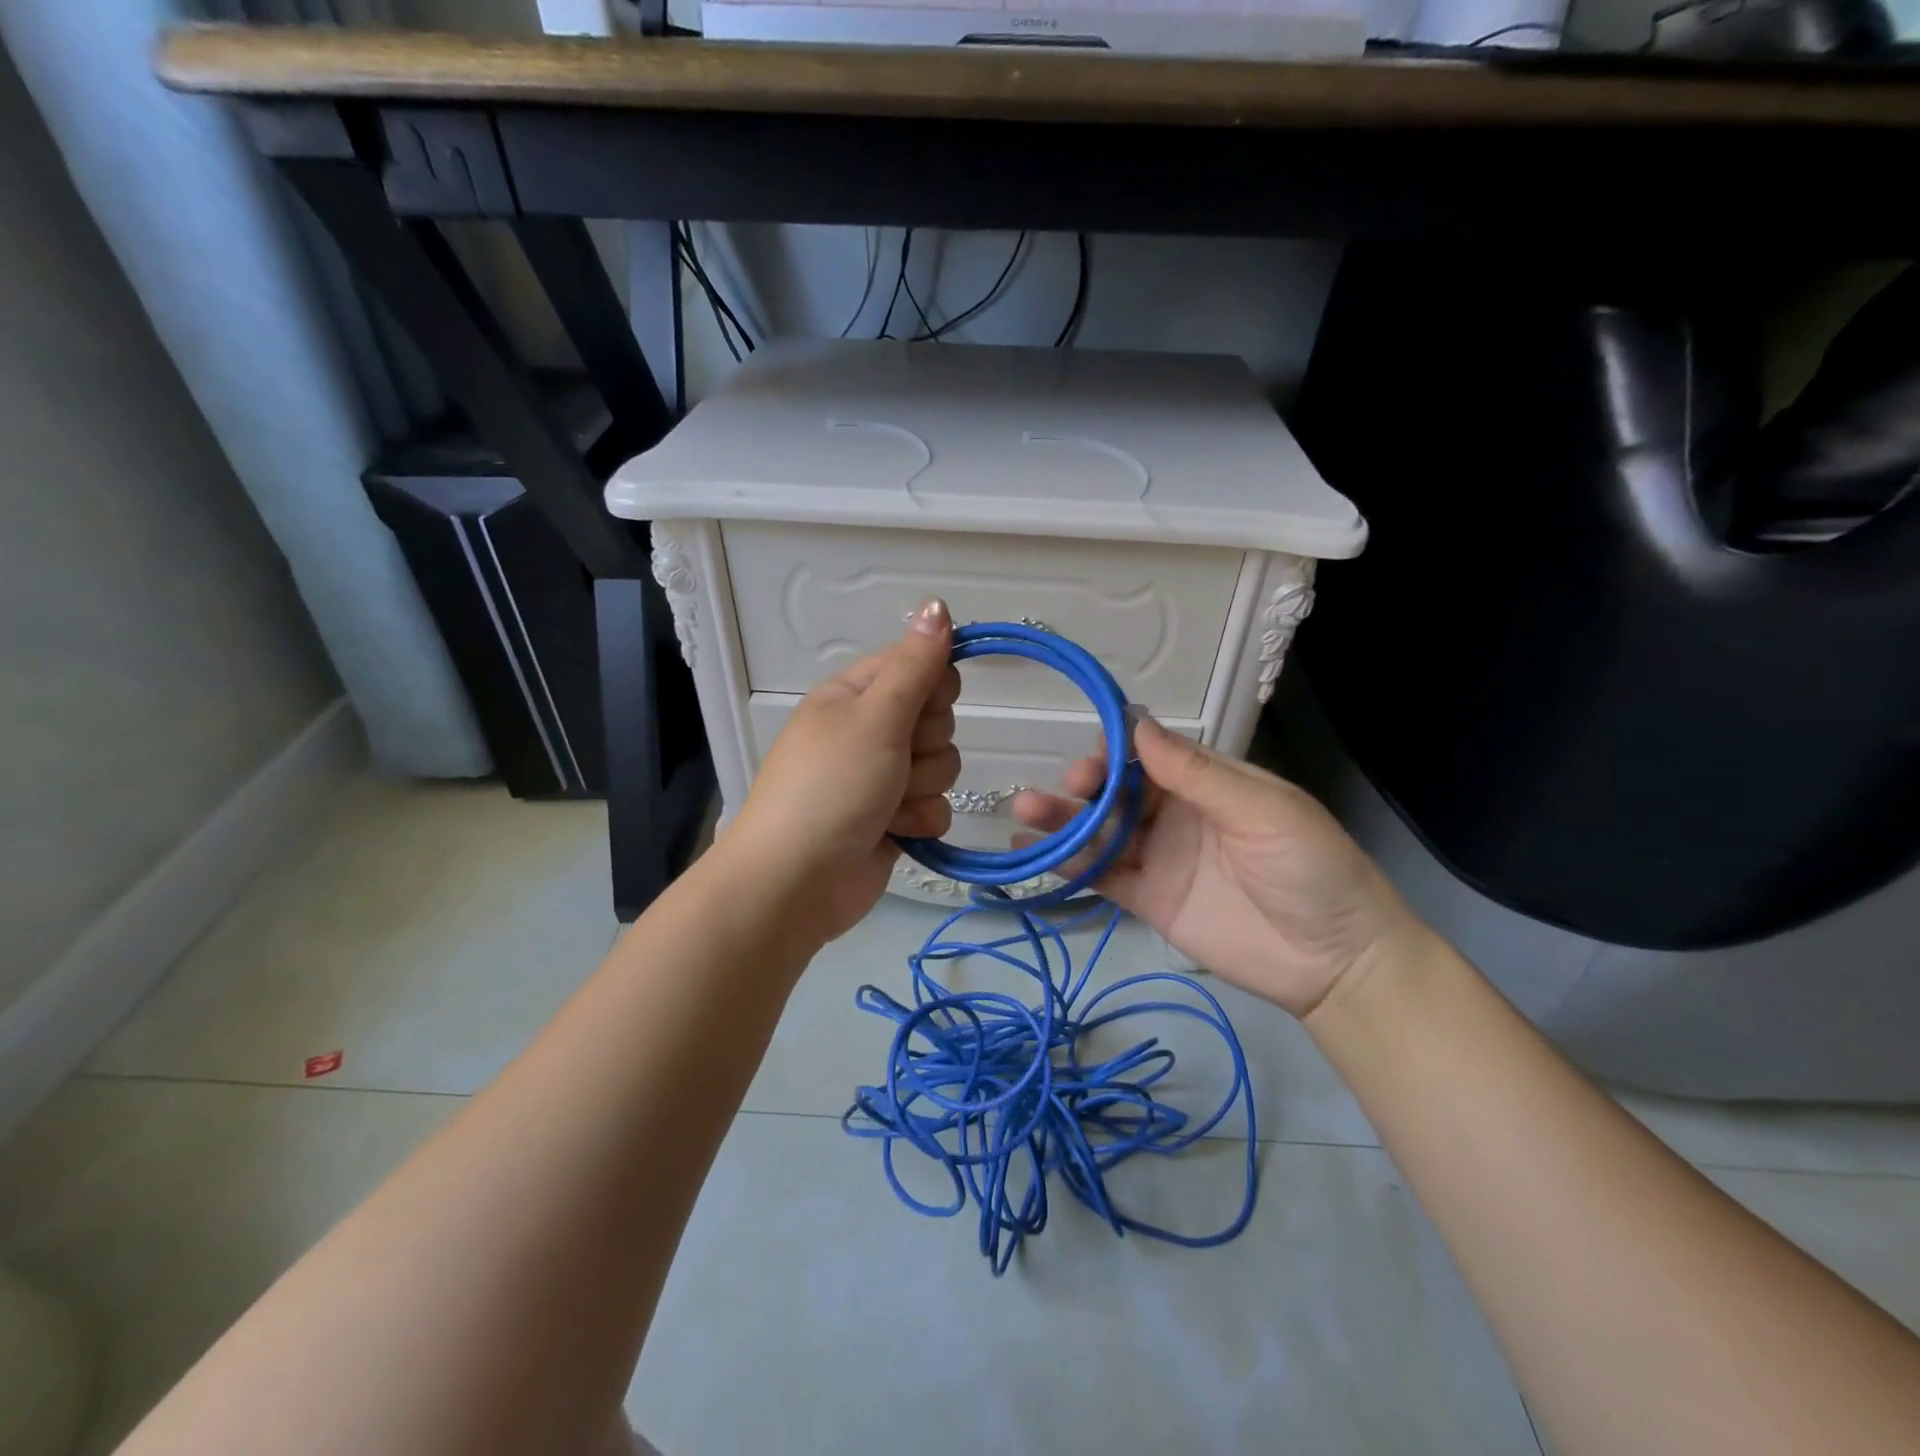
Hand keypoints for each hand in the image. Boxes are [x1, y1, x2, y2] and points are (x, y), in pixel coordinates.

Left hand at [724, 599, 960, 943]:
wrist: (796, 882)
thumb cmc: (831, 787)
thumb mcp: (875, 716)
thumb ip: (915, 664)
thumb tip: (938, 603)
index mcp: (855, 694)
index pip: (920, 665)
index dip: (933, 687)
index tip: (923, 707)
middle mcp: (870, 730)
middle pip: (938, 718)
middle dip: (925, 745)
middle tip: (894, 761)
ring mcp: (883, 777)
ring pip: (942, 765)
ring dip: (922, 788)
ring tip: (886, 805)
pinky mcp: (895, 819)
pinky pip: (936, 806)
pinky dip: (920, 820)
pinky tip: (894, 832)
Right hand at [1011, 716, 1425, 1017]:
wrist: (1334, 962)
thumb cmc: (1311, 869)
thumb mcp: (1262, 811)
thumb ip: (1196, 773)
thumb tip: (1137, 725)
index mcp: (1207, 783)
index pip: (1150, 754)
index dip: (1119, 748)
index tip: (1097, 752)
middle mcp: (1175, 813)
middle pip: (1118, 790)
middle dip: (1088, 784)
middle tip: (1072, 786)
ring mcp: (1158, 856)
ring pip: (1101, 830)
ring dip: (1062, 819)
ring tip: (1024, 811)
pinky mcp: (1147, 899)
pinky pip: (1101, 875)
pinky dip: (1066, 863)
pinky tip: (1030, 850)